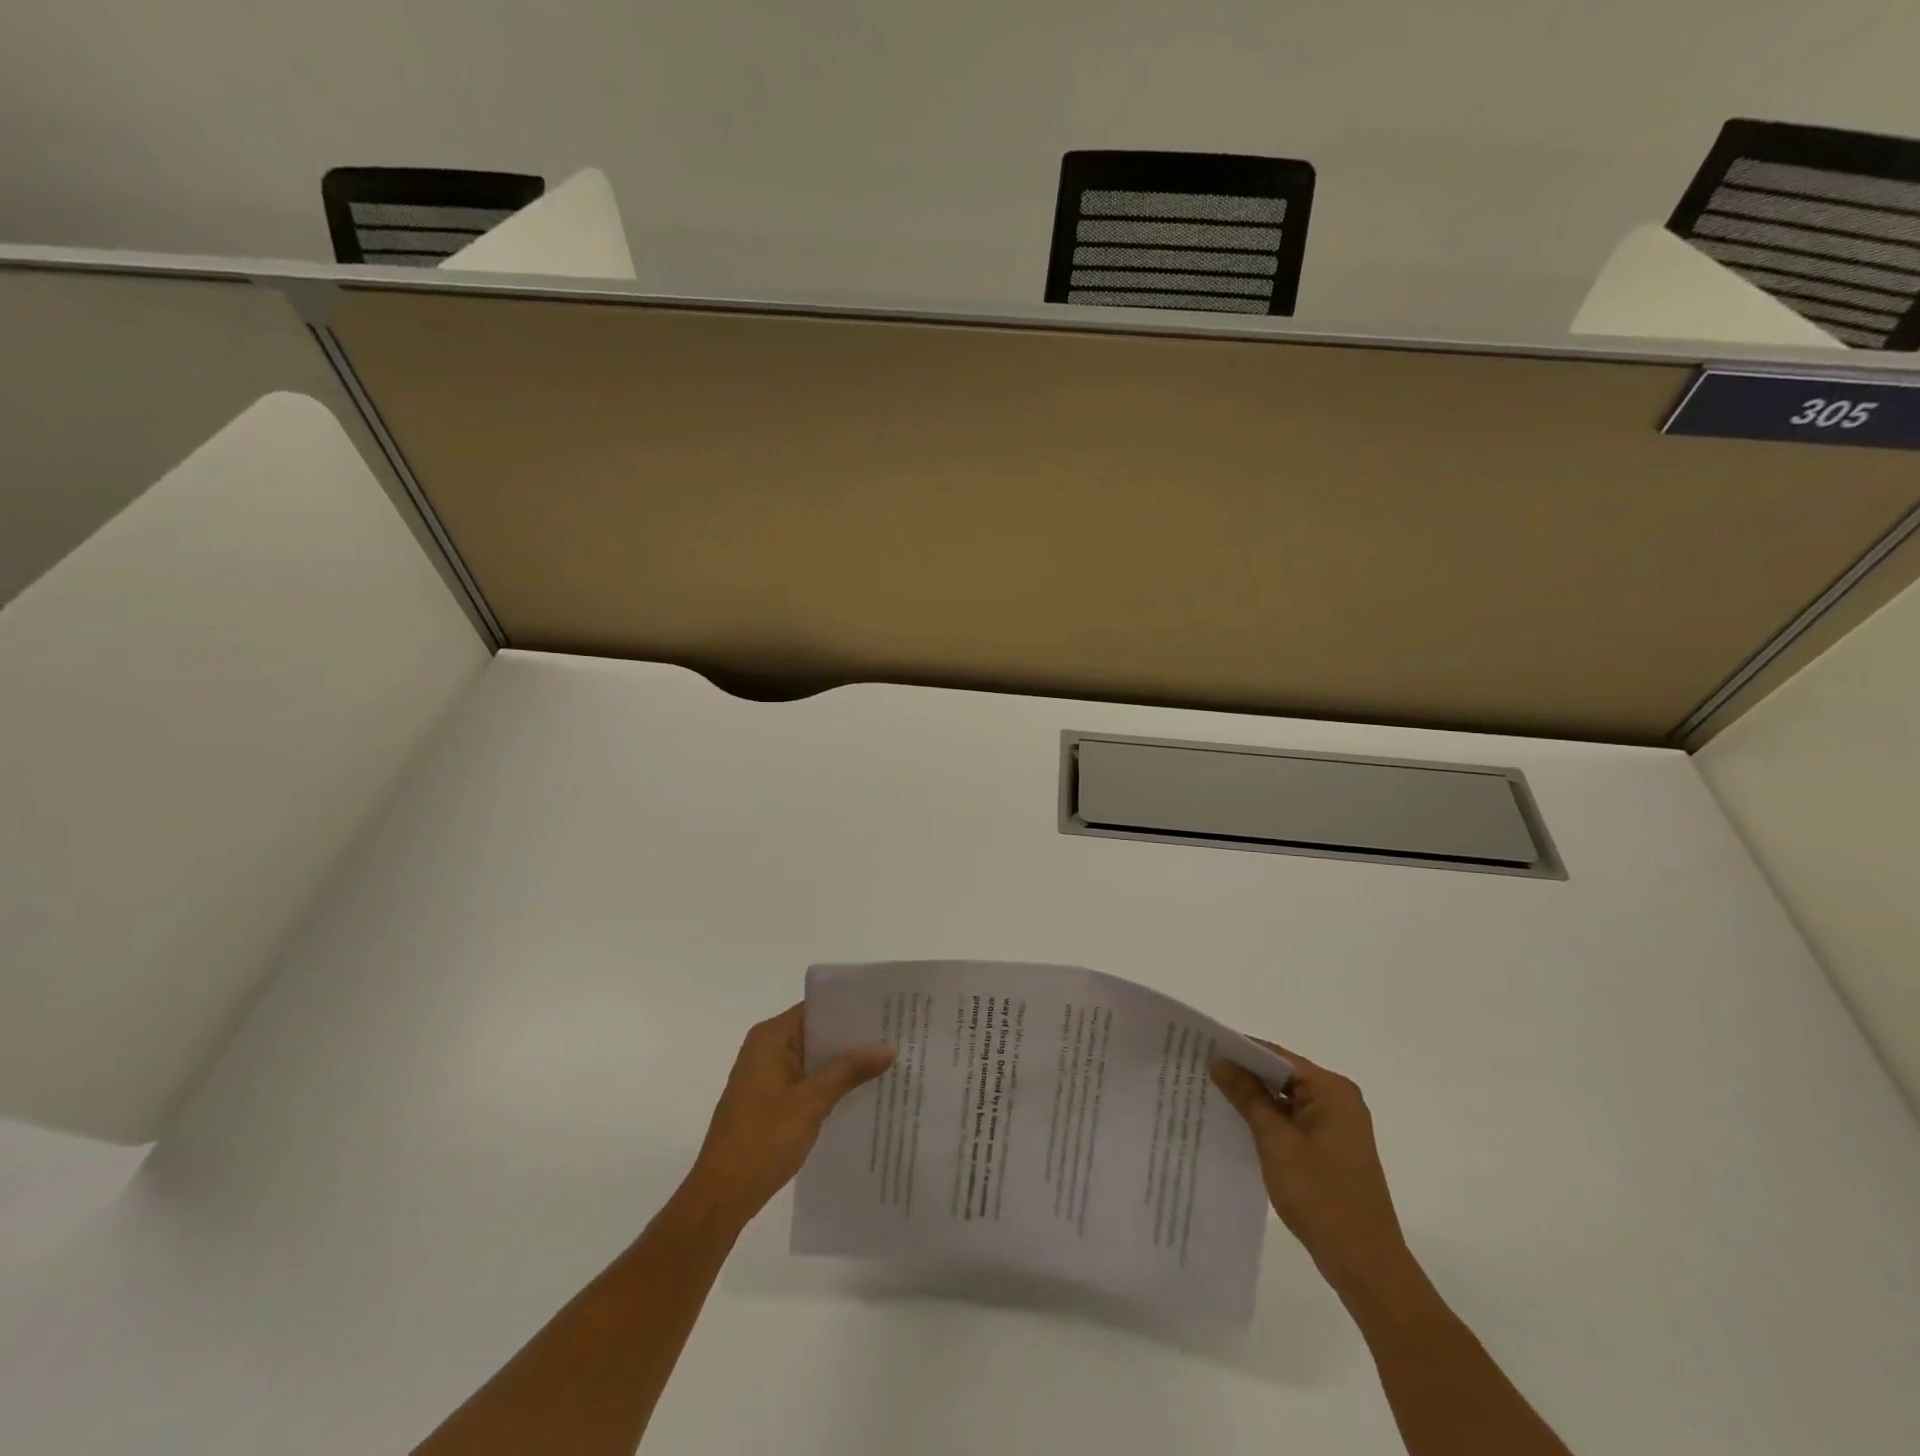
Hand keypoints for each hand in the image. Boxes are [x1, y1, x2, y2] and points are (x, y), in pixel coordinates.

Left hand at [685, 1004, 892, 1226]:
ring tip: (886, 1063)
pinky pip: (806, 1079)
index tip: (886, 1012)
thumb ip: (849, 1070)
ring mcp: (766, 1075)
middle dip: (852, 1038)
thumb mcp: (812, 1102)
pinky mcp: (768, 1100)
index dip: (851, 1009)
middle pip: (817, 1032)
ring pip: (814, 1058)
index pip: (817, 1009)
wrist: (721, 1196)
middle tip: (895, 1037)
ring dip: (843, 1063)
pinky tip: (859, 1093)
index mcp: (771, 1037)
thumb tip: (887, 1047)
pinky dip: (829, 1083)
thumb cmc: (763, 1140)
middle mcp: (766, 1048)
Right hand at [1211, 1041, 1418, 1308]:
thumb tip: (1220, 1061)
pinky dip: (1267, 1120)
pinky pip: (1292, 1120)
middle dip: (1243, 1074)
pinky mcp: (1330, 1147)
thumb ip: (1247, 1097)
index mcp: (1332, 1090)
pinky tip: (1236, 1123)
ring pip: (1285, 1098)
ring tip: (1209, 1092)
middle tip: (1199, 1069)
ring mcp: (1336, 1125)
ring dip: (1253, 1098)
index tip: (1201, 1048)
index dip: (1238, 1050)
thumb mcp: (1276, 1142)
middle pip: (1281, 1074)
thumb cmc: (1321, 1197)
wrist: (1366, 1265)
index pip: (1276, 1056)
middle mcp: (1338, 1100)